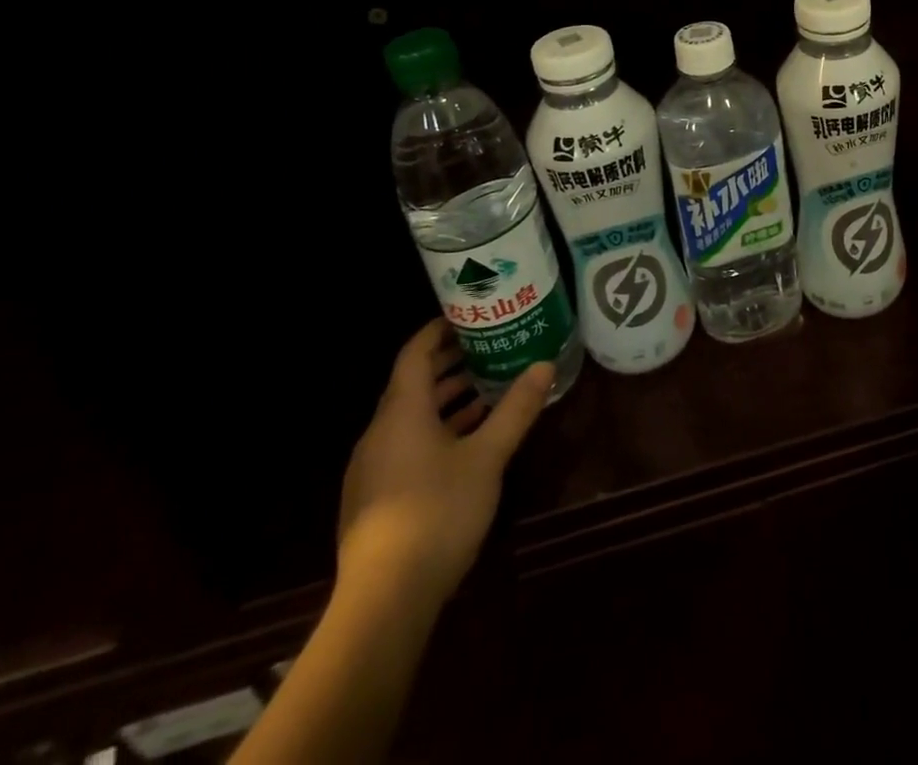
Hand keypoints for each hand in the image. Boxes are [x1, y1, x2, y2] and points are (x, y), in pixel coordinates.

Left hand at [337, 319, 553, 602]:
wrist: (384, 601)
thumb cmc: (437, 512)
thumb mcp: (488, 456)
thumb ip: (516, 409)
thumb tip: (544, 365)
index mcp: (401, 412)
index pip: (415, 354)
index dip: (439, 330)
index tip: (470, 315)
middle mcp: (379, 433)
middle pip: (412, 384)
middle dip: (450, 364)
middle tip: (489, 348)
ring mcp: (373, 468)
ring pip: (411, 417)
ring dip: (446, 400)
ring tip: (487, 390)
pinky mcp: (375, 498)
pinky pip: (406, 445)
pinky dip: (436, 430)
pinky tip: (467, 443)